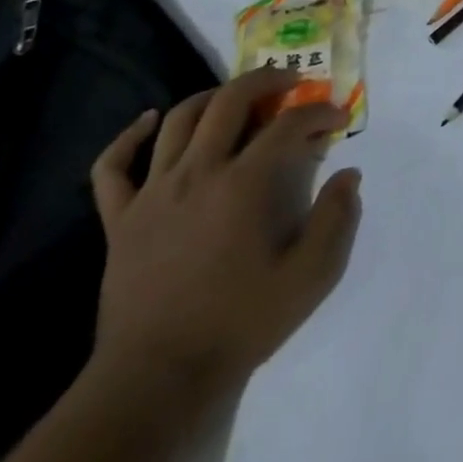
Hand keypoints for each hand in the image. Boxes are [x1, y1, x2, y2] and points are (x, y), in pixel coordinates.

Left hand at [88, 68, 361, 413]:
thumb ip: (336, 220)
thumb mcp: (308, 278)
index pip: (288, 126)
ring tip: (235, 97)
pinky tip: (148, 122)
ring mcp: (153, 193)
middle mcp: (197, 173)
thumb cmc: (237, 326)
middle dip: (266, 80)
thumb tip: (349, 176)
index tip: (338, 117)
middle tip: (290, 81)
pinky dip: (128, 137)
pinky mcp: (120, 219)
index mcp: (243, 185)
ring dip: (212, 97)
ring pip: (178, 120)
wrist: (155, 381)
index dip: (319, 113)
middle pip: (230, 101)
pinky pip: (113, 166)